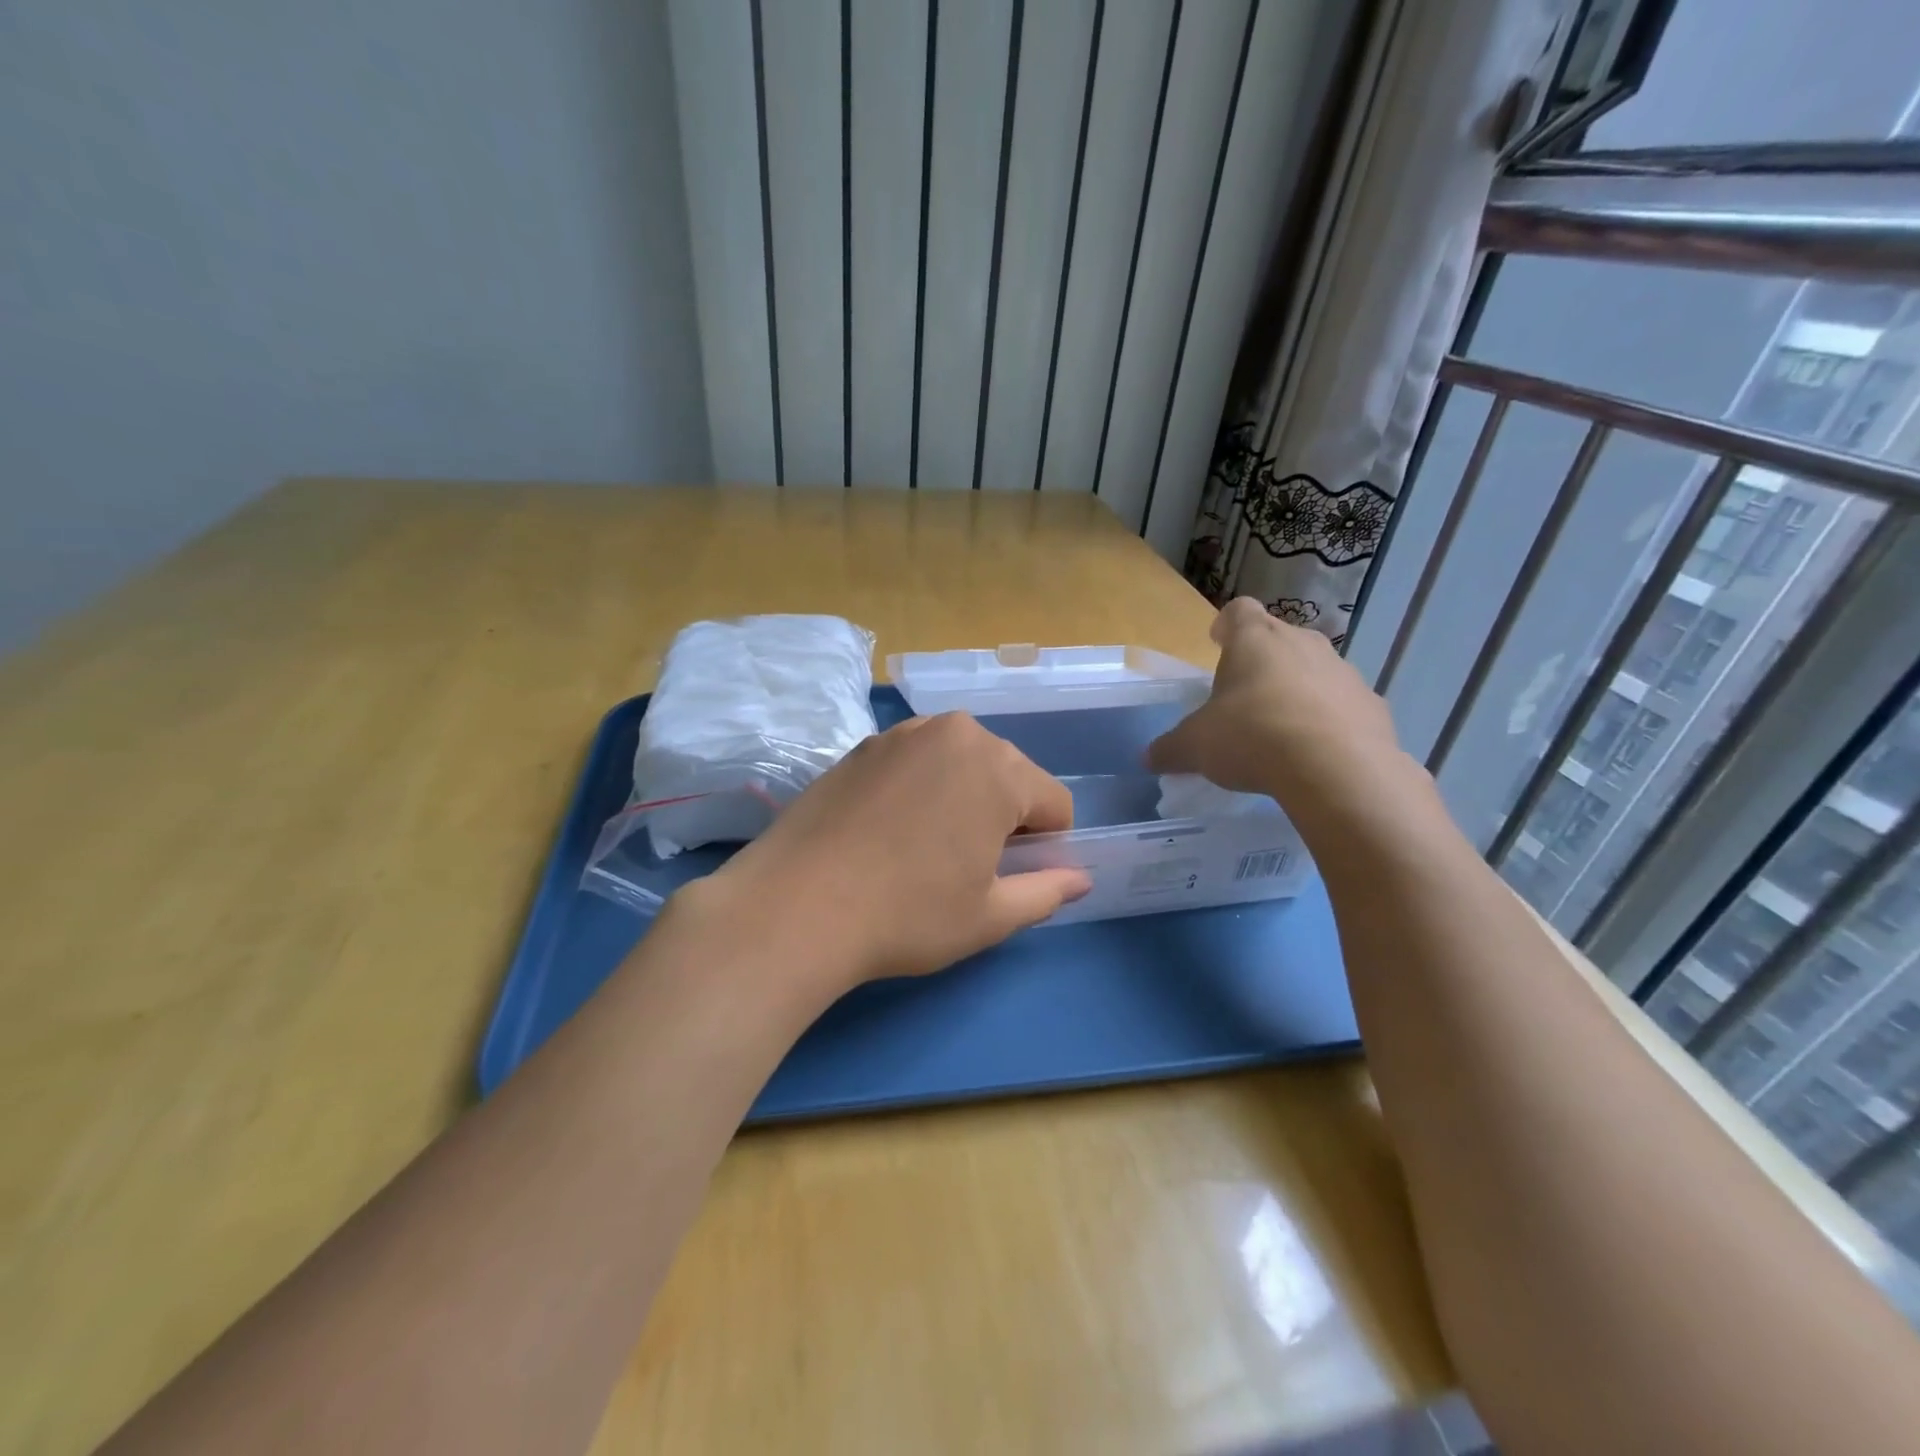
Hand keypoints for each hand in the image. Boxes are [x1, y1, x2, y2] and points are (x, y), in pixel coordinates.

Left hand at [694, 713, 1091, 992]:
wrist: (796, 905)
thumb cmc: (907, 914)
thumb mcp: (989, 916)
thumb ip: (1046, 892)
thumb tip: (1079, 880)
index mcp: (999, 768)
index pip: (1054, 802)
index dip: (1045, 846)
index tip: (1009, 877)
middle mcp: (956, 733)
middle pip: (1009, 775)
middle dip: (1004, 816)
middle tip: (965, 867)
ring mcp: (903, 733)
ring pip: (961, 764)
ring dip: (962, 798)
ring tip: (924, 848)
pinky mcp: (861, 745)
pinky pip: (917, 762)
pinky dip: (920, 788)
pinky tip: (888, 830)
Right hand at [1147, 598, 1407, 816]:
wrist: (1337, 769)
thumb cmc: (1252, 737)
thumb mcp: (1195, 747)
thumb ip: (1170, 748)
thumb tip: (1150, 757)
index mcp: (1255, 640)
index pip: (1238, 610)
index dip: (1226, 625)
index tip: (1218, 643)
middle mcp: (1302, 643)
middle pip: (1278, 640)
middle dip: (1261, 664)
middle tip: (1242, 700)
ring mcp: (1343, 672)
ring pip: (1314, 671)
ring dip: (1297, 692)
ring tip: (1280, 733)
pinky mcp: (1373, 705)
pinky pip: (1342, 707)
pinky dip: (1329, 722)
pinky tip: (1315, 755)